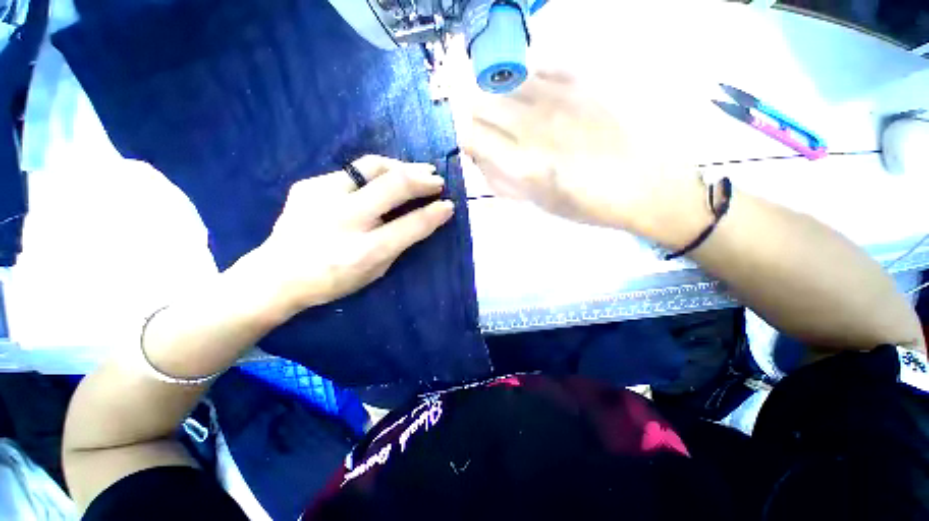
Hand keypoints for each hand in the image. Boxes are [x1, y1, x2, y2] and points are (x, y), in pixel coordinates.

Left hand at [237, 155, 453, 318]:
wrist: (276, 275)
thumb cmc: (333, 280)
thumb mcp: (375, 270)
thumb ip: (402, 243)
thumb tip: (428, 218)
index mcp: (365, 251)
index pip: (410, 225)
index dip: (435, 213)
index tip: (449, 205)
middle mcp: (345, 219)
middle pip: (394, 185)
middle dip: (422, 179)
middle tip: (437, 179)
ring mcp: (322, 197)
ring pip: (372, 166)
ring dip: (401, 166)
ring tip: (416, 170)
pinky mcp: (309, 185)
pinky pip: (351, 172)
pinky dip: (375, 174)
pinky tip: (382, 180)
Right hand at [453, 69, 711, 247]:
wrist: (646, 184)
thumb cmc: (586, 204)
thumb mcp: (536, 203)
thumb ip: (501, 180)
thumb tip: (480, 157)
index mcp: (522, 162)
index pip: (470, 134)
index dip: (466, 140)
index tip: (474, 147)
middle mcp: (533, 124)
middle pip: (480, 102)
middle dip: (476, 118)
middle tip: (490, 132)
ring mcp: (558, 97)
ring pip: (505, 81)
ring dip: (500, 98)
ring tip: (515, 115)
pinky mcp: (581, 81)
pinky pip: (539, 66)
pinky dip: (529, 80)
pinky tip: (539, 97)